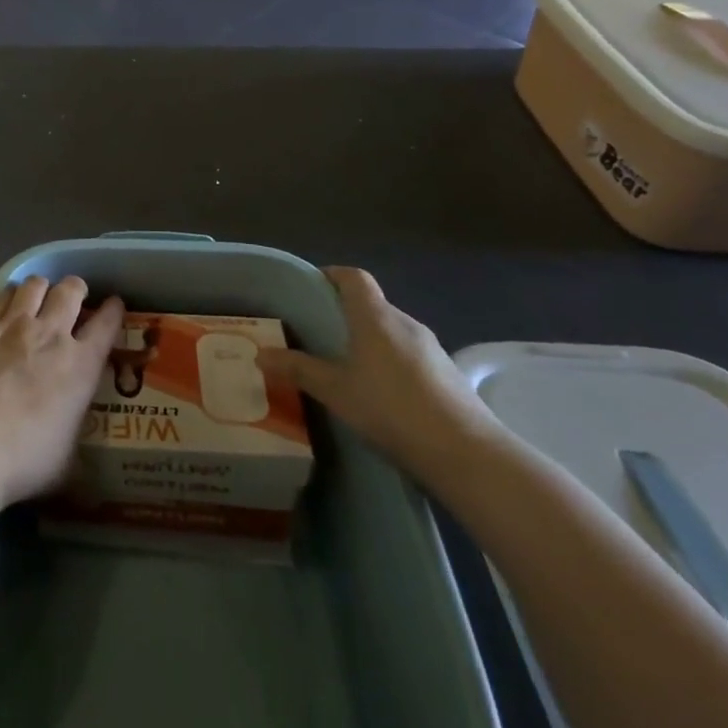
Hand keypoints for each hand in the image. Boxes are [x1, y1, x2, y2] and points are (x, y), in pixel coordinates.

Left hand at [0, 276, 123, 520]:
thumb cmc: (21, 460)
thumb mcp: (65, 460)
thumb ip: (73, 437)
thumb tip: (73, 439)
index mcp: (81, 365)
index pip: (107, 325)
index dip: (113, 311)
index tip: (114, 306)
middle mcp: (51, 334)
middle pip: (71, 291)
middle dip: (76, 289)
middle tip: (73, 298)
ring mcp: (13, 325)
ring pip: (35, 285)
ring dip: (41, 288)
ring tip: (37, 297)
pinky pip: (0, 294)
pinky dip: (8, 296)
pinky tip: (4, 306)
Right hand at [255, 267, 497, 476]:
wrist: (465, 451)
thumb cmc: (391, 408)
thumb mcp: (336, 391)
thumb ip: (299, 370)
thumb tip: (261, 354)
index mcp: (376, 317)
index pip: (354, 277)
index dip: (332, 275)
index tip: (311, 288)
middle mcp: (405, 322)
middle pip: (372, 304)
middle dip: (345, 313)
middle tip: (319, 333)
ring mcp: (431, 347)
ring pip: (391, 331)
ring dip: (369, 339)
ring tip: (346, 365)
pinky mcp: (447, 372)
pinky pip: (409, 354)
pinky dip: (390, 361)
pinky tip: (381, 392)